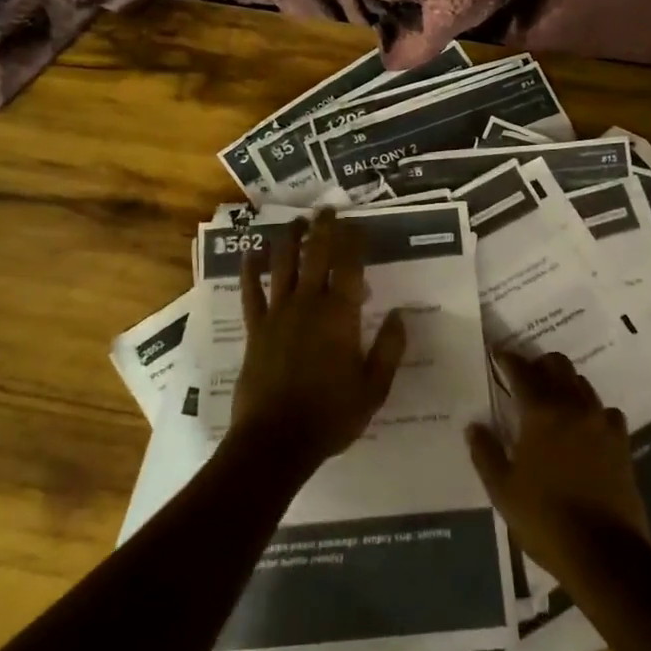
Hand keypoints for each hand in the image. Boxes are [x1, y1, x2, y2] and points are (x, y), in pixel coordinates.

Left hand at [229, 210, 407, 479]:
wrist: (275, 441)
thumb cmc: (331, 416)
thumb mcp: (374, 388)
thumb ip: (389, 349)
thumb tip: (400, 314)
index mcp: (341, 316)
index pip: (350, 266)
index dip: (355, 242)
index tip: (359, 226)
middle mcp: (309, 304)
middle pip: (316, 255)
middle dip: (323, 228)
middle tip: (327, 209)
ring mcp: (278, 313)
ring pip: (283, 264)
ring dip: (289, 239)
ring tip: (296, 222)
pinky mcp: (256, 328)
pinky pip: (251, 292)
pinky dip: (250, 270)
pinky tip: (250, 254)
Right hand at [467, 349, 650, 585]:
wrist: (605, 553)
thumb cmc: (545, 519)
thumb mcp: (503, 490)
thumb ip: (485, 453)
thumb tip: (474, 425)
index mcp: (541, 413)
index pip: (522, 372)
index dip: (507, 359)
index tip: (497, 353)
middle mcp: (574, 407)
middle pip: (558, 366)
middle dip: (539, 364)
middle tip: (525, 375)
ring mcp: (602, 423)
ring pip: (583, 384)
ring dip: (565, 383)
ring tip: (553, 399)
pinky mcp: (622, 443)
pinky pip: (606, 411)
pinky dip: (591, 410)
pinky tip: (585, 427)